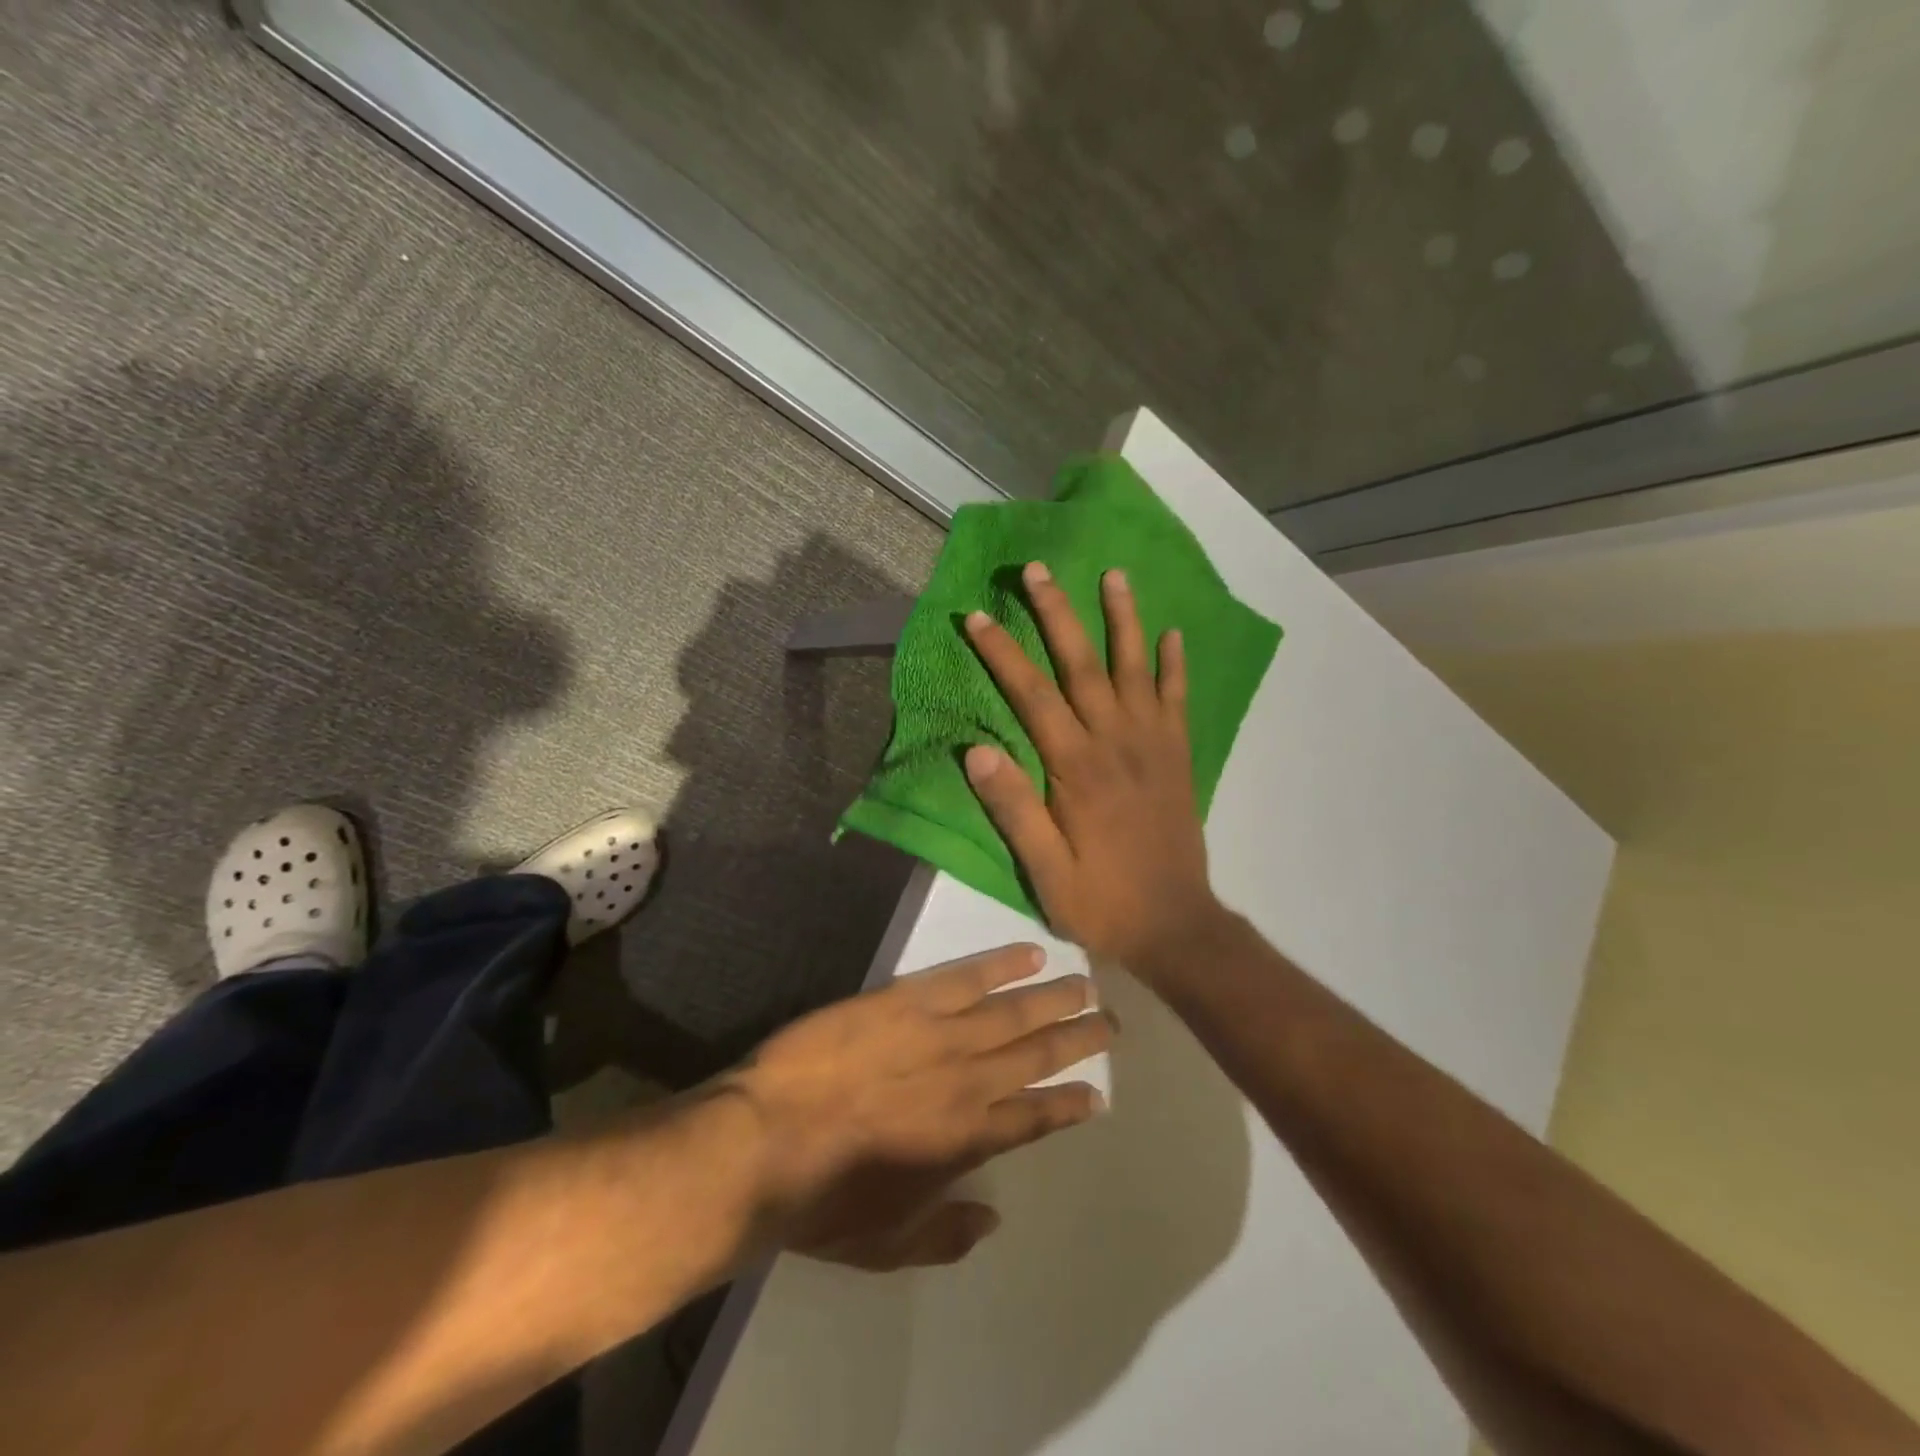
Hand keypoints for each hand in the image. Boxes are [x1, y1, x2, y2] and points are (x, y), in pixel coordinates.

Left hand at [725, 944, 1111, 1270]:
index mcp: (965, 1142)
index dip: (1068, 1105)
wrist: (765, 1141)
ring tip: (1088, 986)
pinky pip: (965, 976)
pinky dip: (1002, 964)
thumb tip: (993, 1218)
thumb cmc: (821, 1200)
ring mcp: (939, 1035)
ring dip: (1054, 999)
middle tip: (1110, 1023)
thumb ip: (946, 1234)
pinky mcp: (906, 1000)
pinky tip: (1031, 954)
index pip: (1033, 1119)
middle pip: (1035, 1056)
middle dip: (1077, 1040)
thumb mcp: (886, 1246)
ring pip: (1012, 1012)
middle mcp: (967, 1083)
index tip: (1097, 1093)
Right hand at [963, 562, 1222, 972]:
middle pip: (1083, 664)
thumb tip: (976, 751)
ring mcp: (1153, 746)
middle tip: (1039, 568)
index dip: (1003, 653)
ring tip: (1115, 575)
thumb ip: (1014, 809)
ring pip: (1136, 668)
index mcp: (1077, 768)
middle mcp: (1116, 743)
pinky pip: (1177, 700)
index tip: (979, 616)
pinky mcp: (1179, 758)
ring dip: (1123, 619)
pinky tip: (1174, 634)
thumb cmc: (1101, 900)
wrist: (1176, 926)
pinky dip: (1176, 665)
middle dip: (1058, 613)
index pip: (1032, 695)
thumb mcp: (1045, 870)